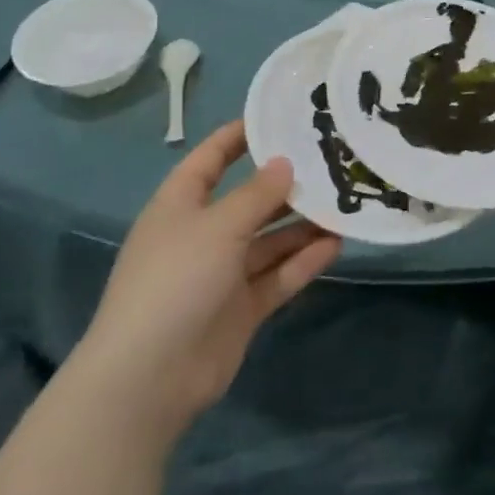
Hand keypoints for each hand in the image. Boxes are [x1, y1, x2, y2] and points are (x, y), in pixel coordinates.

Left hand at [83, 122, 340, 443]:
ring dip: (303, 224)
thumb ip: (256, 194)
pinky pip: (278, 275)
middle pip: (249, 200)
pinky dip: (304, 260)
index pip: (210, 158)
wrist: (149, 378)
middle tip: (332, 162)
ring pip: (270, 240)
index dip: (239, 136)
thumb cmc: (175, 281)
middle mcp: (202, 234)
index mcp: (181, 205)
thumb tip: (284, 163)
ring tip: (345, 202)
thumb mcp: (218, 226)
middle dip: (286, 184)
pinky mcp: (241, 308)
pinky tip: (337, 243)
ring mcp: (222, 274)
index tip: (279, 117)